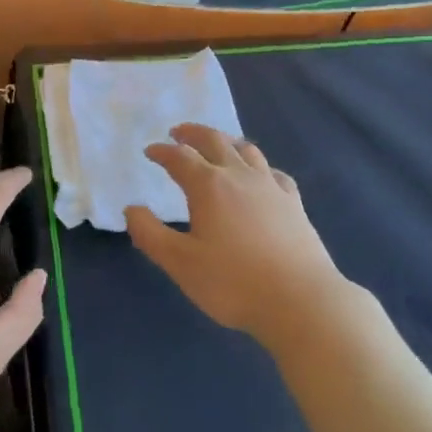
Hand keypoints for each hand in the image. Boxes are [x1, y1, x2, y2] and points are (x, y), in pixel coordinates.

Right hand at [125, 125, 348, 343]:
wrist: (300, 299)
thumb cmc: (232, 282)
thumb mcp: (180, 263)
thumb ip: (150, 234)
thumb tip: (131, 209)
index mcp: (209, 186)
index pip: (180, 158)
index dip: (162, 152)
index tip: (150, 151)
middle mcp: (240, 176)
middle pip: (215, 141)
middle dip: (193, 133)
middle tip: (178, 132)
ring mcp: (271, 187)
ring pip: (247, 150)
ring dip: (226, 142)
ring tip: (217, 145)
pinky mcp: (293, 203)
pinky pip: (273, 172)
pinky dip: (259, 166)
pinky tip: (260, 175)